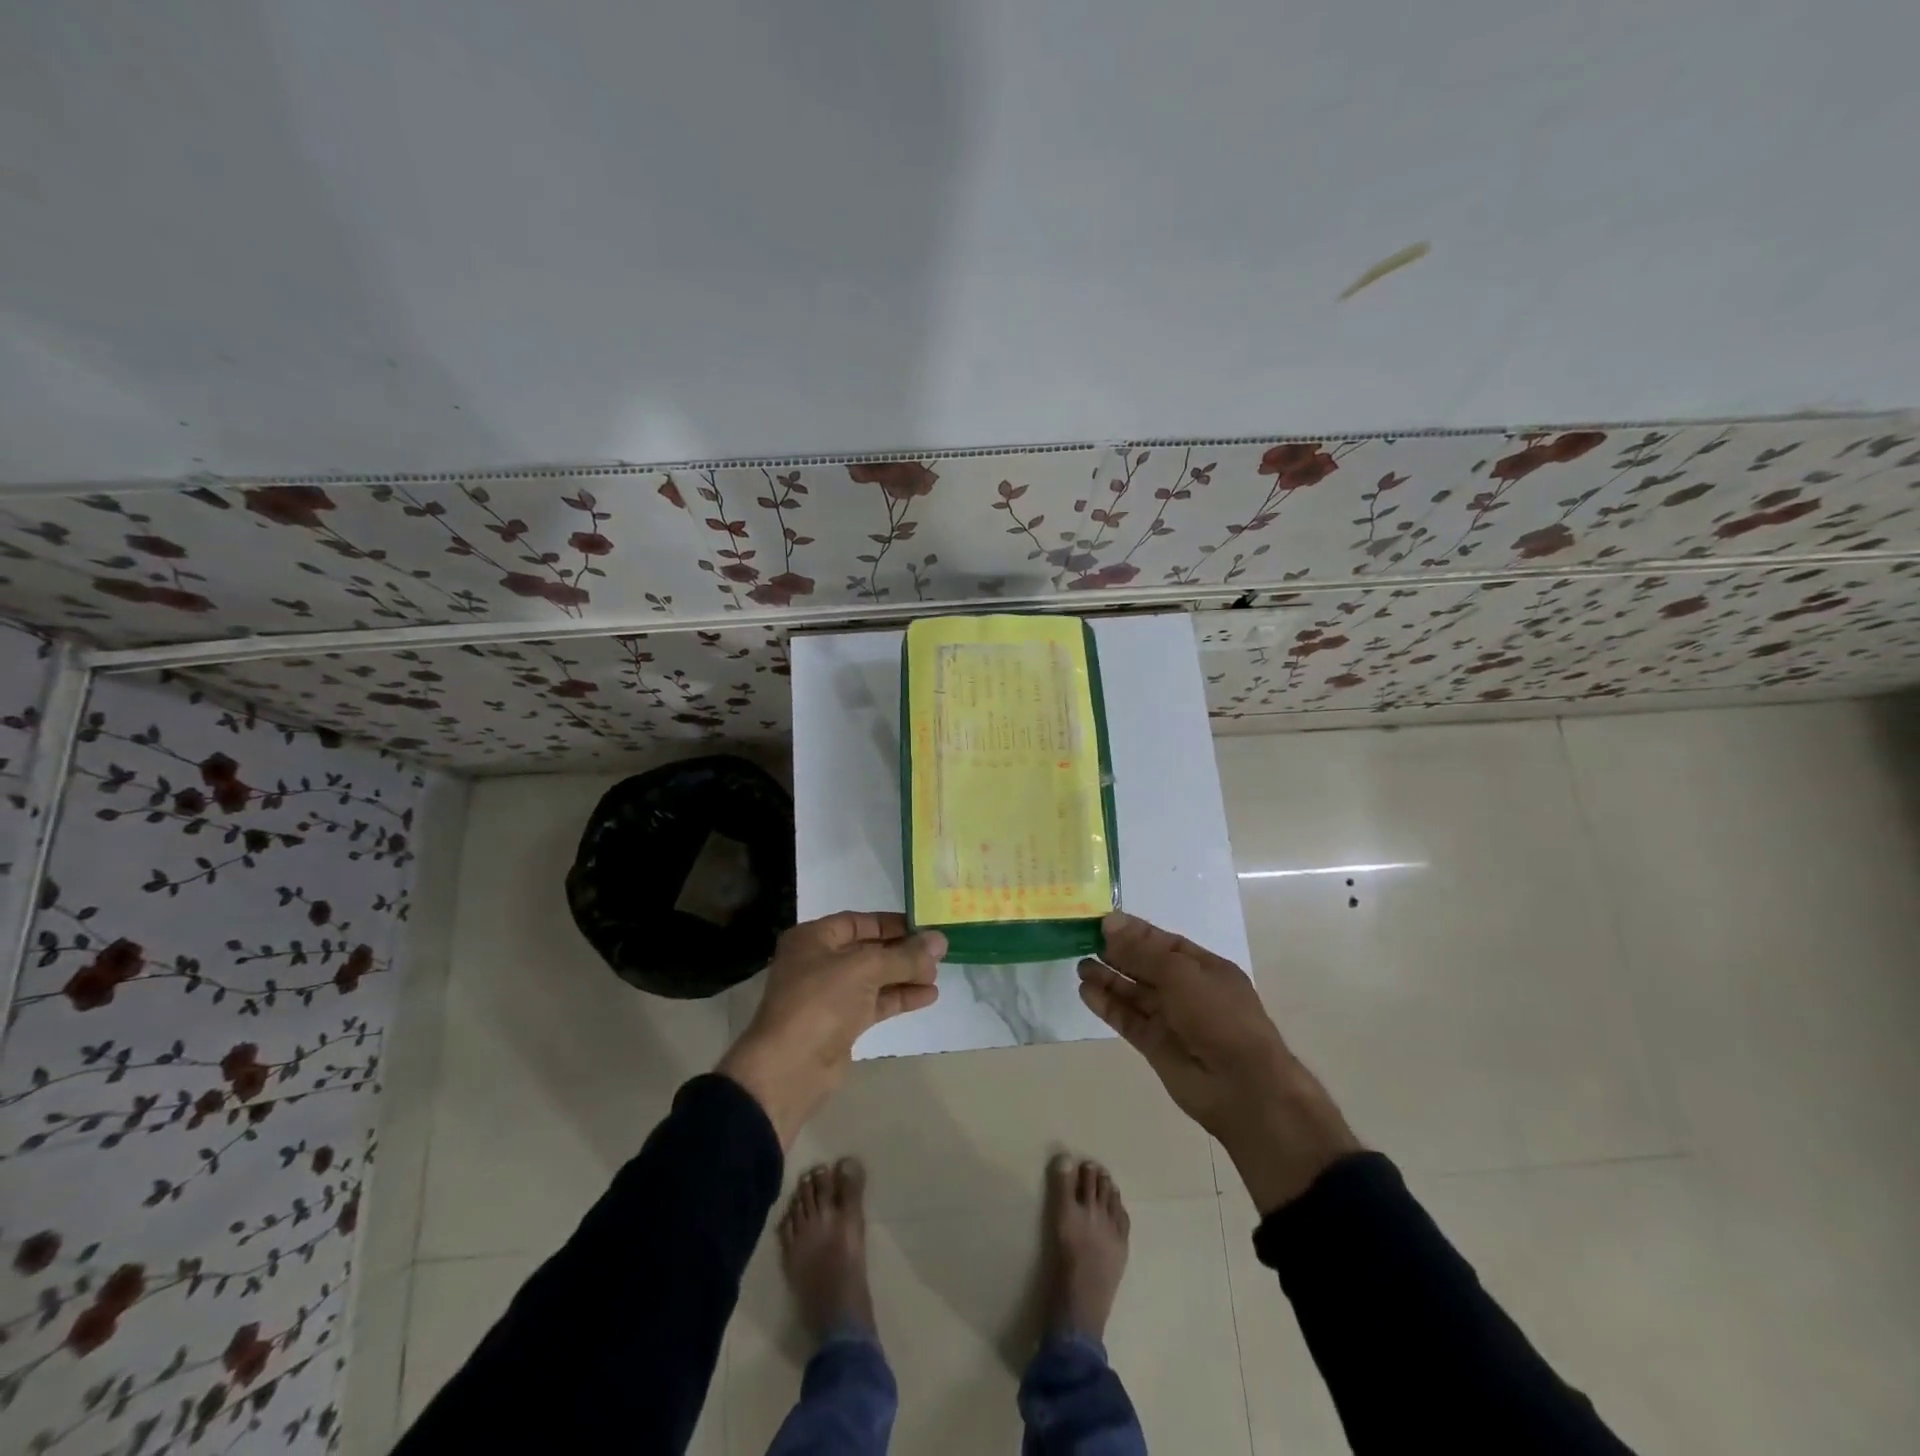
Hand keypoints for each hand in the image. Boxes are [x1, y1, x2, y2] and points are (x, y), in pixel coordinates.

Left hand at [718, 911, 945, 1148]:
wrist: (789, 1068)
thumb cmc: (821, 1002)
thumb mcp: (865, 969)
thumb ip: (905, 955)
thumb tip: (940, 941)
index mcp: (813, 938)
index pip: (858, 921)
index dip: (891, 923)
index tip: (924, 926)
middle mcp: (819, 962)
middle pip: (868, 950)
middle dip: (902, 951)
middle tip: (938, 953)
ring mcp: (830, 995)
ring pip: (874, 978)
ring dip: (905, 975)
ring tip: (937, 975)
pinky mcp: (841, 1023)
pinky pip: (875, 1002)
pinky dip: (899, 997)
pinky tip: (928, 996)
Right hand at [1078, 912, 1359, 1213]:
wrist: (1242, 1087)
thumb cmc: (1218, 1016)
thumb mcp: (1180, 973)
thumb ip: (1141, 951)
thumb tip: (1109, 923)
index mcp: (1203, 967)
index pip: (1162, 942)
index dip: (1133, 931)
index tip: (1100, 921)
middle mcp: (1186, 990)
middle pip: (1145, 965)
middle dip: (1117, 952)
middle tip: (1082, 939)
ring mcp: (1170, 1019)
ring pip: (1133, 992)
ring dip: (1108, 978)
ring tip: (1079, 964)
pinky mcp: (1155, 1045)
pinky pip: (1127, 1019)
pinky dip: (1107, 1005)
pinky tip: (1085, 991)